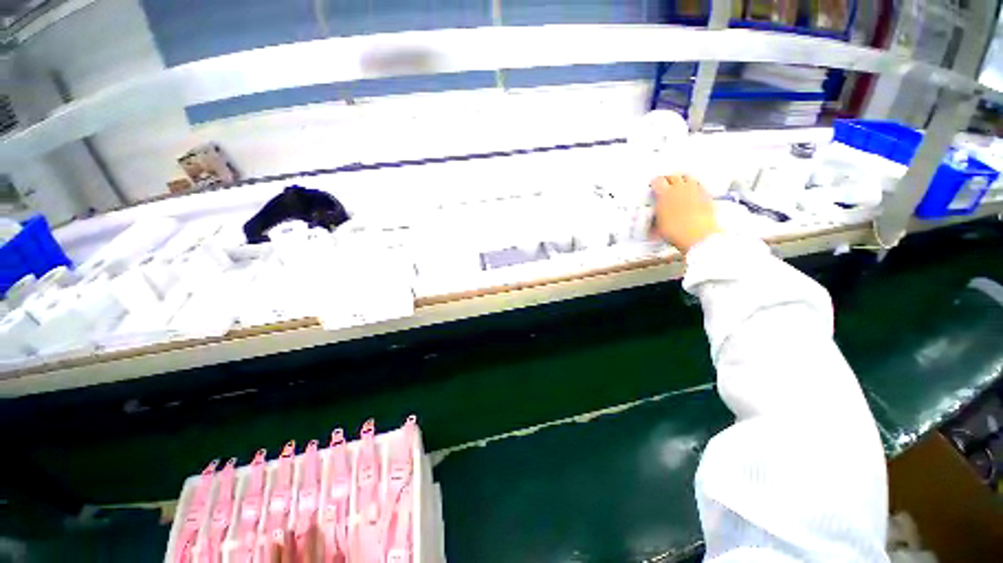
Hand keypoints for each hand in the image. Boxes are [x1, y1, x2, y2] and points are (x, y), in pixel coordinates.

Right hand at [650, 174, 720, 253]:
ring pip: (688, 177)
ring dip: (682, 179)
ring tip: (679, 184)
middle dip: (668, 178)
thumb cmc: (678, 232)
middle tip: (665, 183)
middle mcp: (680, 189)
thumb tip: (654, 217)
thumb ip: (656, 217)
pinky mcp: (706, 195)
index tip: (653, 185)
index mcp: (665, 194)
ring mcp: (695, 190)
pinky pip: (699, 184)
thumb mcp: (658, 226)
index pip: (657, 181)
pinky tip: (693, 191)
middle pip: (674, 176)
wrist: (698, 236)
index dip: (654, 183)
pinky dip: (694, 185)